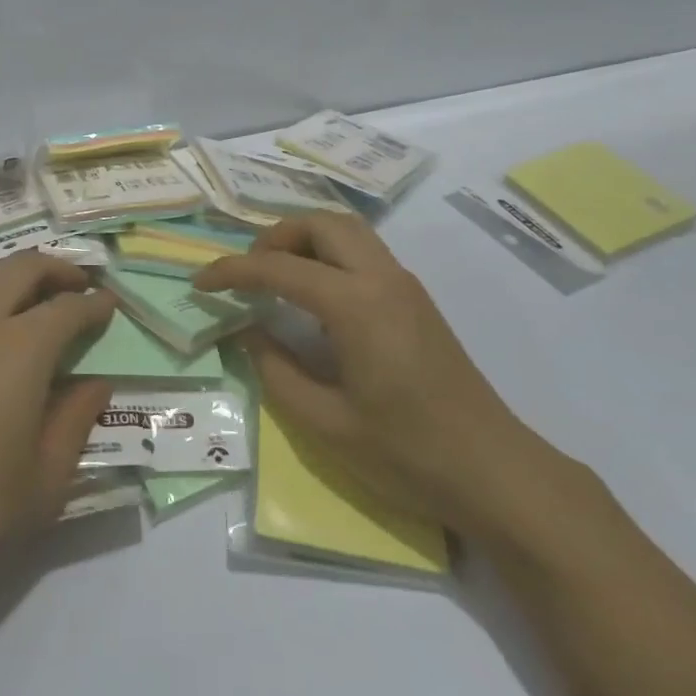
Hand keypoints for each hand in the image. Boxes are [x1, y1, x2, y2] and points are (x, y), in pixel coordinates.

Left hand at [0, 252, 115, 617]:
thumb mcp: (46, 478)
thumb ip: (77, 420)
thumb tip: (98, 383)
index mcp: (22, 349)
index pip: (69, 308)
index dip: (95, 303)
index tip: (108, 304)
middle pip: (22, 268)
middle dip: (57, 269)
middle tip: (75, 284)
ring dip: (3, 275)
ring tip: (16, 297)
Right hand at [194, 215, 554, 538]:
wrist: (494, 472)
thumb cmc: (406, 454)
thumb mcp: (325, 424)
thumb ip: (276, 371)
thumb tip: (246, 332)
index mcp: (355, 304)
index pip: (280, 267)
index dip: (233, 272)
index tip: (201, 284)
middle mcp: (382, 278)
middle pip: (321, 224)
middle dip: (275, 237)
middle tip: (247, 273)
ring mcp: (405, 285)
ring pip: (347, 230)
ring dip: (305, 239)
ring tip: (277, 276)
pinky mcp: (417, 299)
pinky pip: (365, 251)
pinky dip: (330, 253)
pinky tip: (316, 295)